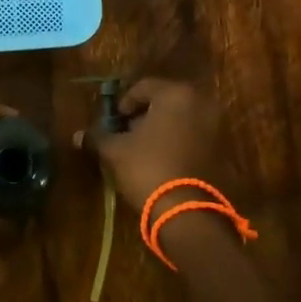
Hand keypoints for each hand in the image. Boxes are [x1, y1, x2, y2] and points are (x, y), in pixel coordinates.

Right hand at [75, 78, 225, 215]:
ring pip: (181, 119)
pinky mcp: (223, 150)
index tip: (113, 123)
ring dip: (162, 129)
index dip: (123, 104)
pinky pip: (195, 137)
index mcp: (175, 94)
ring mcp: (216, 126)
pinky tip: (163, 161)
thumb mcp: (115, 152)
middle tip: (127, 135)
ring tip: (143, 151)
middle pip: (165, 101)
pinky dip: (179, 142)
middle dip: (144, 116)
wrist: (188, 213)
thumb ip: (97, 137)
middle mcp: (201, 103)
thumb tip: (78, 135)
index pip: (142, 88)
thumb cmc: (148, 169)